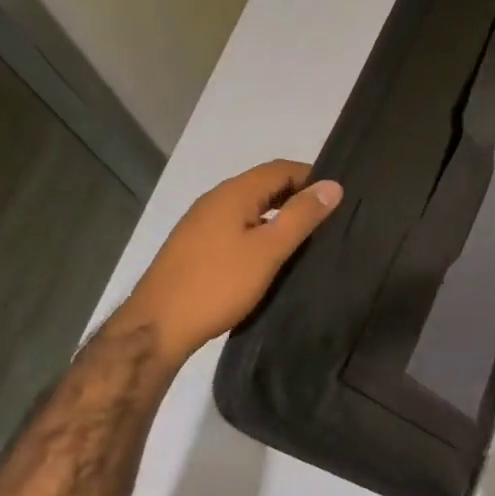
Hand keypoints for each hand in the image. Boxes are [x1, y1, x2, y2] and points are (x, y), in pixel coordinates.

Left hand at [119, 160, 342, 360]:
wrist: (157, 327)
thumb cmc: (218, 284)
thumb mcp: (268, 250)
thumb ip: (301, 216)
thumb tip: (332, 185)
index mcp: (233, 193)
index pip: (281, 168)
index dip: (312, 177)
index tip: (337, 200)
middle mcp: (215, 200)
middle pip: (264, 185)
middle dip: (296, 197)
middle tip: (327, 222)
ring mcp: (201, 223)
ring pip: (249, 208)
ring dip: (277, 217)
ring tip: (304, 241)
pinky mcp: (194, 247)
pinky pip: (236, 227)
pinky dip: (258, 233)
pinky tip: (269, 258)